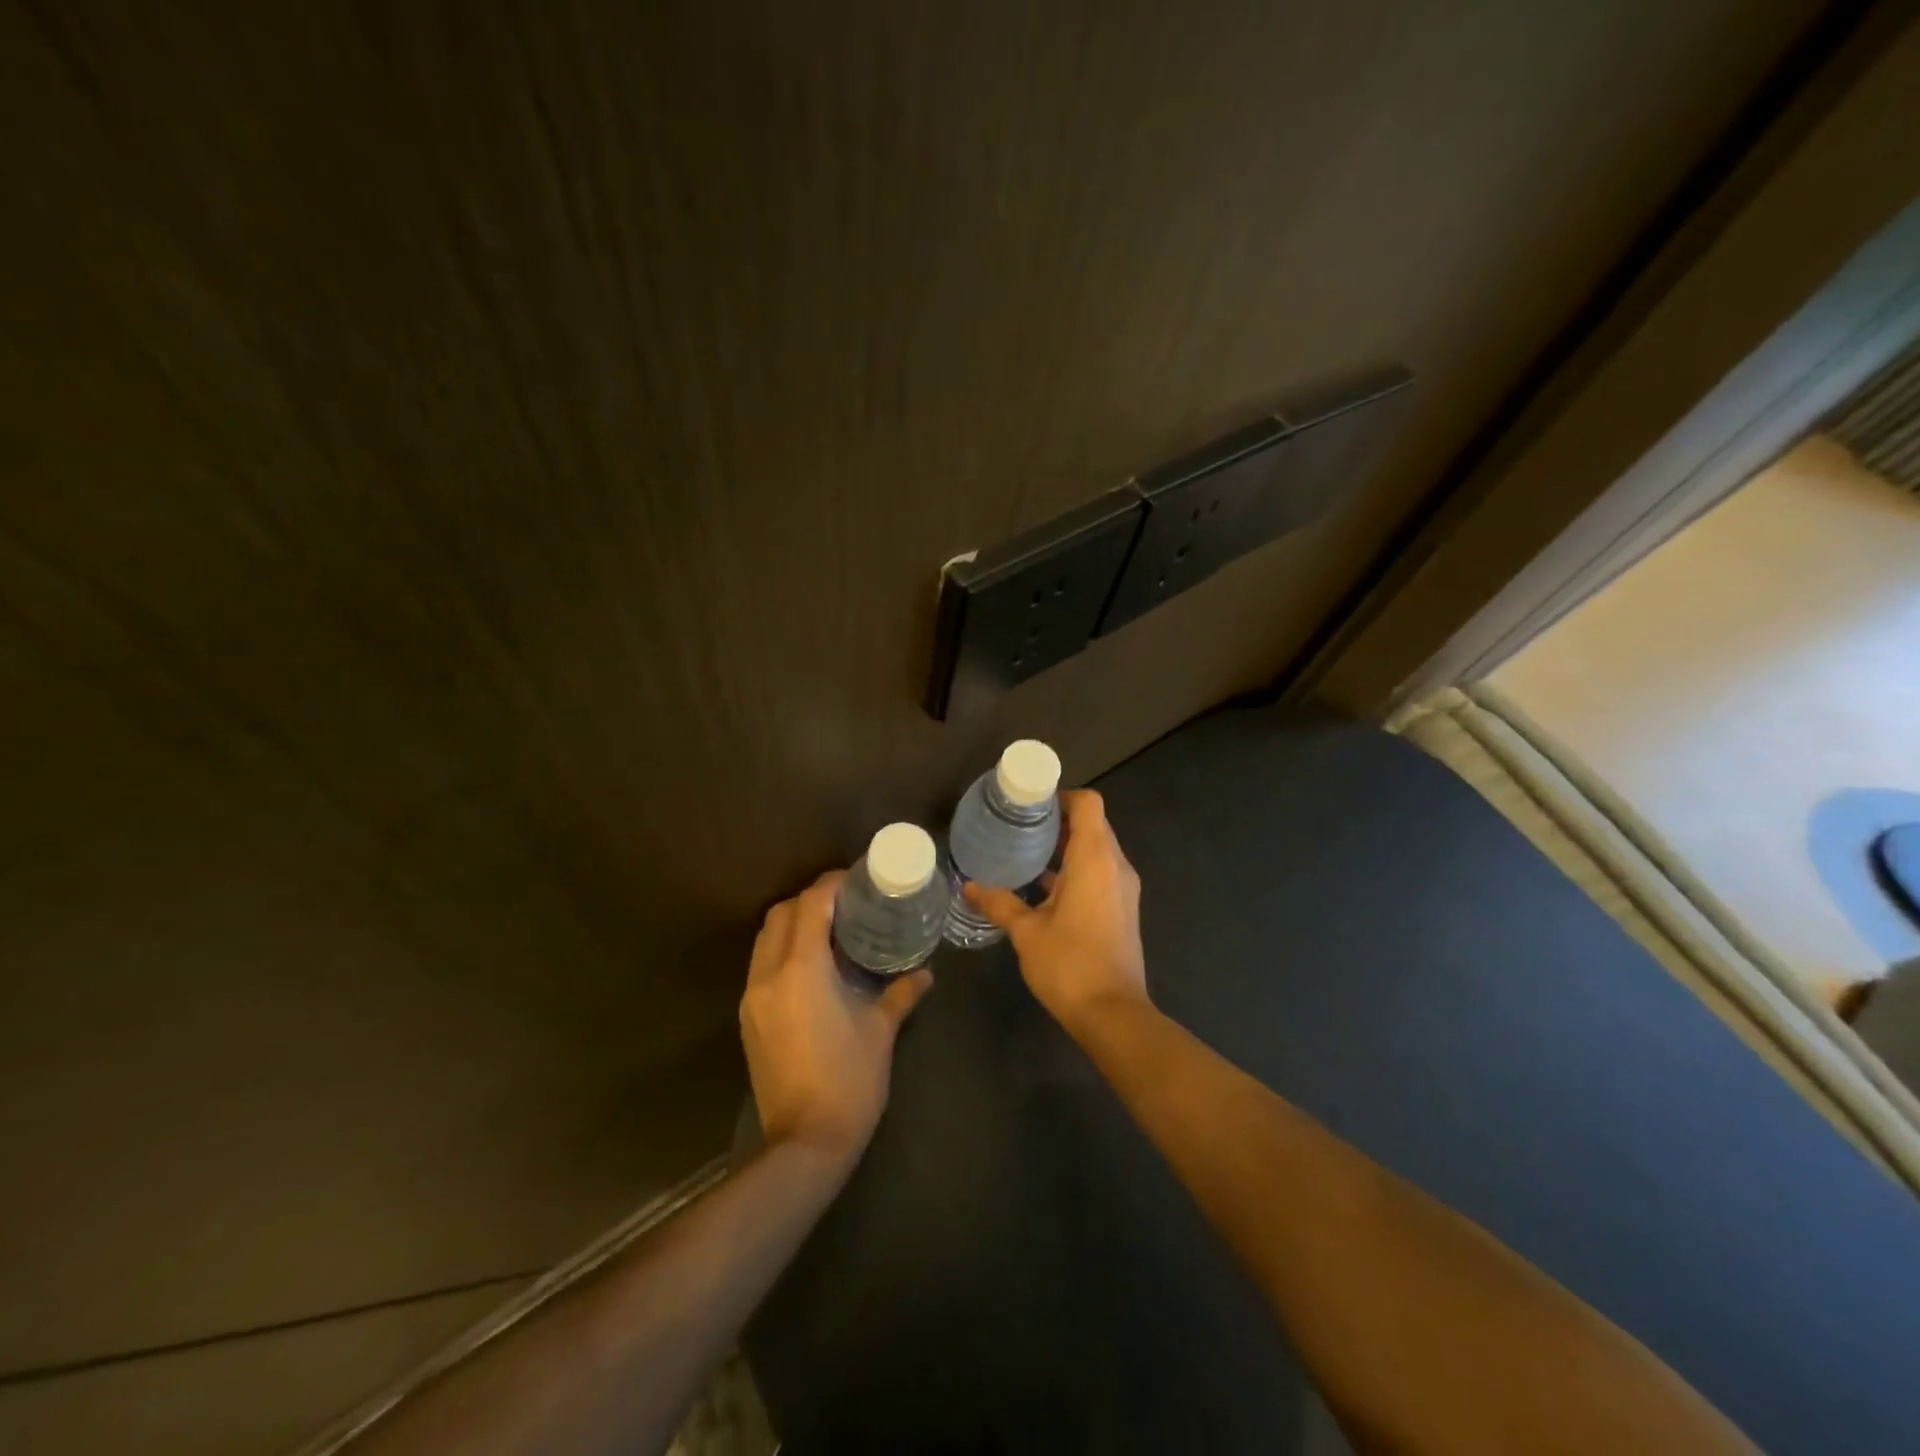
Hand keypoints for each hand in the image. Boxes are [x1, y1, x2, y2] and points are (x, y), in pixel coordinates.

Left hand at [740, 871, 932, 1163]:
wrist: (805, 1143)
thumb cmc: (849, 1080)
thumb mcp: (880, 1031)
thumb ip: (901, 994)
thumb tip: (925, 974)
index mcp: (802, 970)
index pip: (810, 905)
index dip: (831, 884)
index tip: (857, 879)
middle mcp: (769, 975)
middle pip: (780, 914)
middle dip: (809, 899)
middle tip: (844, 903)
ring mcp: (753, 998)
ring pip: (765, 939)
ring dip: (792, 924)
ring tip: (829, 929)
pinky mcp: (749, 1019)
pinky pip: (761, 965)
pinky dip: (783, 950)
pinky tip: (812, 966)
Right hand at [965, 789, 1147, 1033]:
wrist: (1113, 1014)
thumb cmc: (1070, 964)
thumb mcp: (1026, 932)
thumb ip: (998, 903)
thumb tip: (968, 886)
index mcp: (1095, 859)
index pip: (1088, 804)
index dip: (1061, 797)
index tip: (1030, 805)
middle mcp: (1116, 866)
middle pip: (1092, 824)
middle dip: (1058, 821)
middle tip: (1019, 825)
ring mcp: (1123, 889)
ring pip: (1097, 850)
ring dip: (1066, 847)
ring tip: (1026, 852)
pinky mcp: (1122, 909)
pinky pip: (1100, 873)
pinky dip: (1075, 870)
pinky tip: (1043, 887)